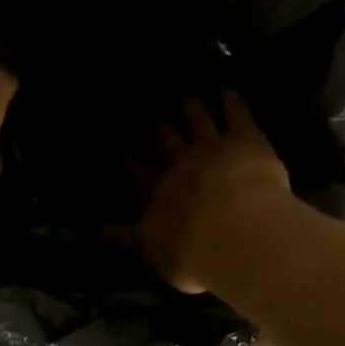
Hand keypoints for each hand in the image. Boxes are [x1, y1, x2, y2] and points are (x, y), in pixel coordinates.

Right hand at [134, 93, 292, 291]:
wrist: (238, 233)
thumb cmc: (194, 253)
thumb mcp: (154, 253)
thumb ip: (130, 240)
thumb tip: (100, 233)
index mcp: (157, 191)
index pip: (137, 169)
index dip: (126, 155)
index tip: (118, 140)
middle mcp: (180, 162)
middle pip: (166, 140)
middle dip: (158, 128)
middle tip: (152, 116)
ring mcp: (212, 146)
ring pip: (199, 121)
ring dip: (193, 109)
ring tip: (187, 97)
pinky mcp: (245, 140)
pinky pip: (237, 115)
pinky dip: (232, 102)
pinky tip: (229, 92)